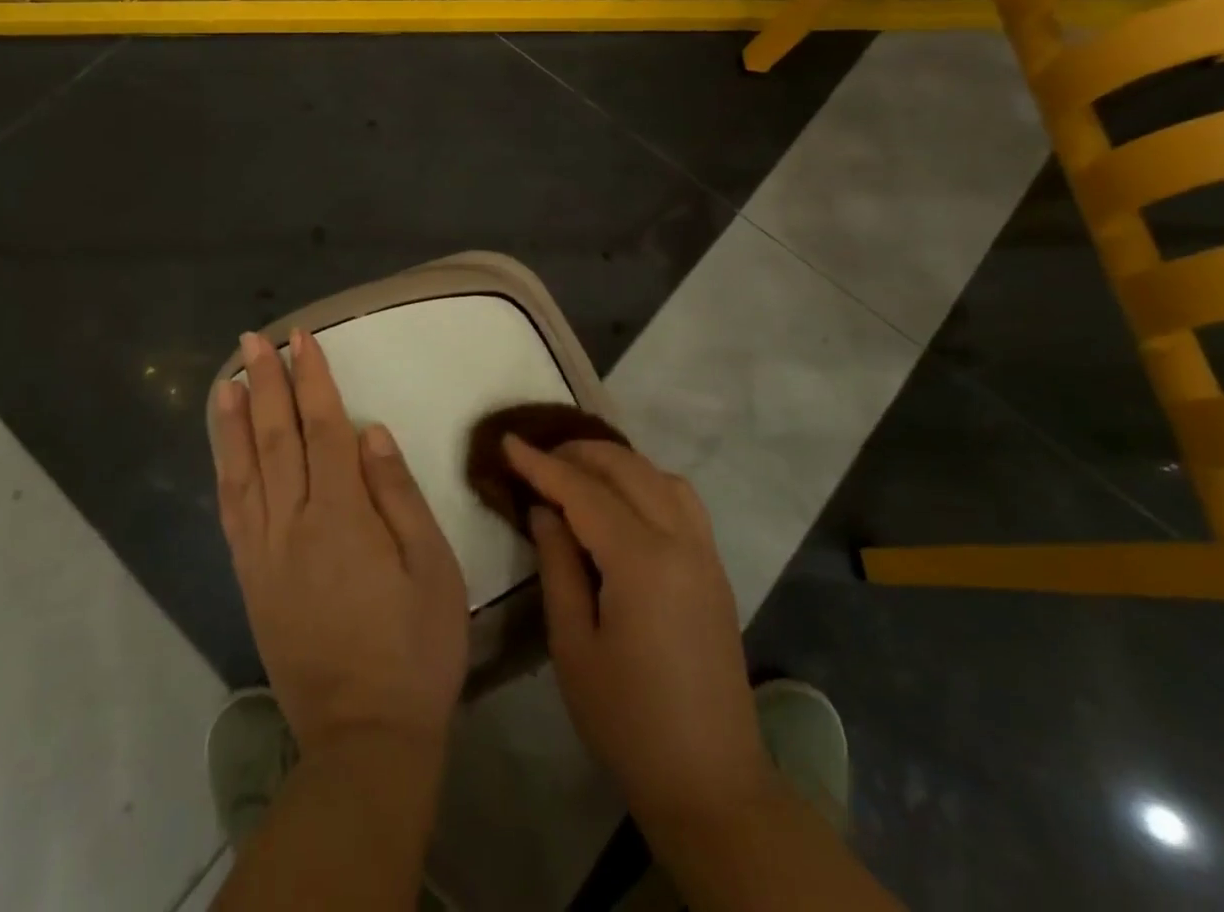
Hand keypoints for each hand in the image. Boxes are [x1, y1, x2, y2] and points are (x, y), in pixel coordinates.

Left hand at [211, 329, 468, 756]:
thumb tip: (370, 430)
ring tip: (228, 379)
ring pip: (243, 469)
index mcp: (341, 515)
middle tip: (255, 340)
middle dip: (266, 383)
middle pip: (277, 437)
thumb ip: (397, 493)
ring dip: (234, 419)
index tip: (302, 339)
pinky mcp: (251, 579)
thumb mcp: (431, 567)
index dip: (312, 378)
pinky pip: (232, 511)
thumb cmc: (415, 647)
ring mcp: (264, 552)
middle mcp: (293, 523)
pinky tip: (224, 449)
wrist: (363, 737)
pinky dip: (225, 470)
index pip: (324, 427)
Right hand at [503, 435, 769, 827]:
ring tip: (577, 472)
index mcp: (642, 561)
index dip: (542, 464)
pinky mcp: (715, 567)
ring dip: (616, 463)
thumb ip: (557, 566)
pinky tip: (622, 500)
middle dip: (578, 453)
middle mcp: (680, 540)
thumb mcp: (573, 646)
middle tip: (537, 457)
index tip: (508, 441)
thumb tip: (545, 510)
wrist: (711, 782)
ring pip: (659, 475)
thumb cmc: (628, 721)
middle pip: (627, 469)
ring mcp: (705, 551)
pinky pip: (681, 499)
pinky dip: (646, 481)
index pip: (584, 492)